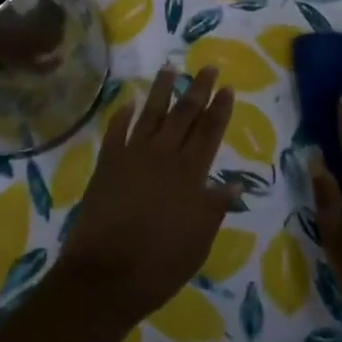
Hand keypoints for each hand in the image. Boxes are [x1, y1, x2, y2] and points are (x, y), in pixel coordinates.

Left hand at [55, 67, 240, 326]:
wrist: (105, 274)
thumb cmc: (160, 263)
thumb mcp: (199, 241)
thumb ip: (215, 208)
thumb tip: (235, 184)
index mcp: (190, 174)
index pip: (209, 132)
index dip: (219, 109)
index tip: (227, 87)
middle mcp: (163, 156)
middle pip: (184, 114)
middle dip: (197, 89)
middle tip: (207, 67)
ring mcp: (132, 156)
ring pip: (150, 114)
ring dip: (161, 91)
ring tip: (169, 69)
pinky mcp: (107, 164)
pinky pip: (116, 132)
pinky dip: (122, 116)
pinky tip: (128, 104)